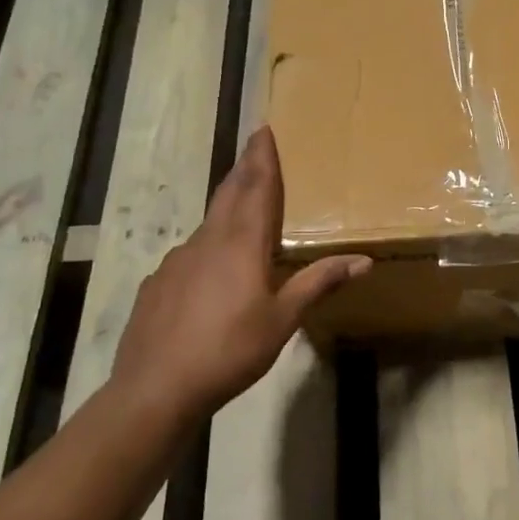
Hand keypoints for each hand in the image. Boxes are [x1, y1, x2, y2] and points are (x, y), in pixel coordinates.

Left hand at [110, 127, 369, 418]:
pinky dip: (208, 246)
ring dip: (227, 206)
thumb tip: (364, 260)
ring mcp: (177, 261)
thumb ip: (319, 284)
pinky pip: (190, 254)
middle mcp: (208, 241)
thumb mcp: (283, 320)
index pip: (257, 189)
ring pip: (209, 223)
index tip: (264, 129)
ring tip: (241, 205)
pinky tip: (210, 271)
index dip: (263, 159)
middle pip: (229, 194)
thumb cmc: (229, 351)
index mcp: (242, 245)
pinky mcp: (158, 283)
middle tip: (254, 146)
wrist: (155, 390)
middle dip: (245, 168)